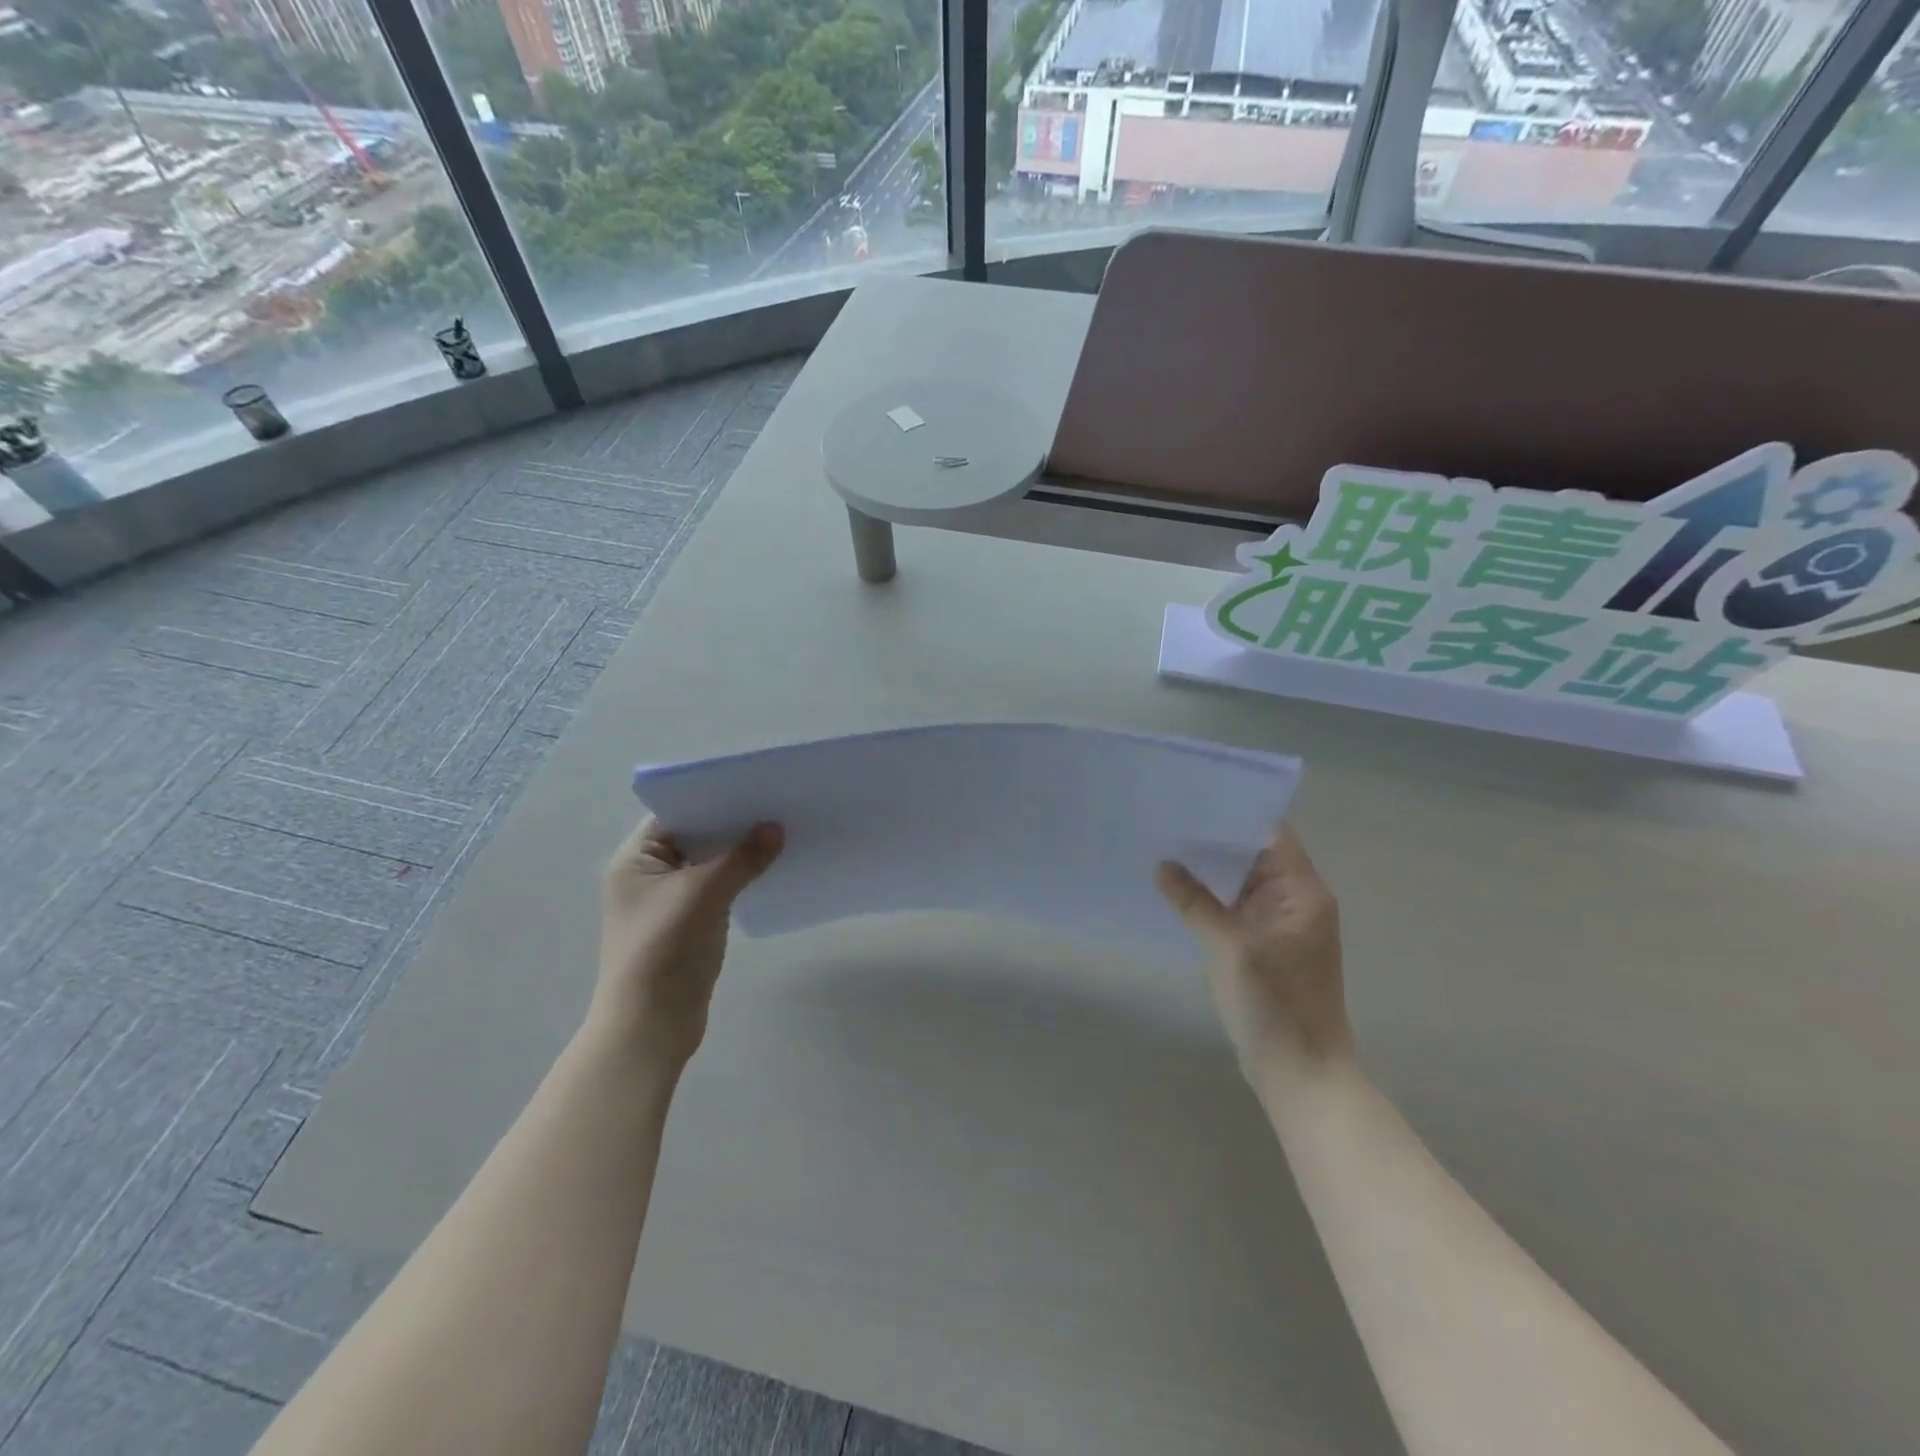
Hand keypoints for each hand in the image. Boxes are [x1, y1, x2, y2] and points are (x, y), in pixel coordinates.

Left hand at [592, 816, 782, 1066]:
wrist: (651, 1025)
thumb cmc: (664, 949)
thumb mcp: (704, 894)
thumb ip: (741, 859)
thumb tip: (776, 829)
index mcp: (635, 860)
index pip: (676, 814)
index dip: (713, 800)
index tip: (753, 787)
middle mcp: (648, 875)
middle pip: (695, 837)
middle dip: (732, 825)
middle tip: (776, 806)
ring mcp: (669, 901)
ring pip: (710, 863)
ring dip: (740, 852)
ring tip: (782, 831)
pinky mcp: (689, 923)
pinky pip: (718, 888)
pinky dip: (741, 877)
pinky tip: (771, 868)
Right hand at [1156, 824, 1352, 1085]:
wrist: (1301, 1072)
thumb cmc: (1272, 1004)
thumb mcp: (1227, 946)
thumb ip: (1194, 901)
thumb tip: (1164, 866)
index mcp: (1302, 892)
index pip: (1269, 834)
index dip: (1232, 814)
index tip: (1191, 798)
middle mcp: (1297, 900)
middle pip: (1254, 855)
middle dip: (1213, 841)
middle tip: (1166, 821)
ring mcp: (1283, 925)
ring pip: (1244, 883)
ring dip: (1211, 871)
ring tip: (1164, 848)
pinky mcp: (1268, 946)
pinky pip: (1239, 908)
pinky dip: (1213, 898)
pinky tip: (1179, 890)